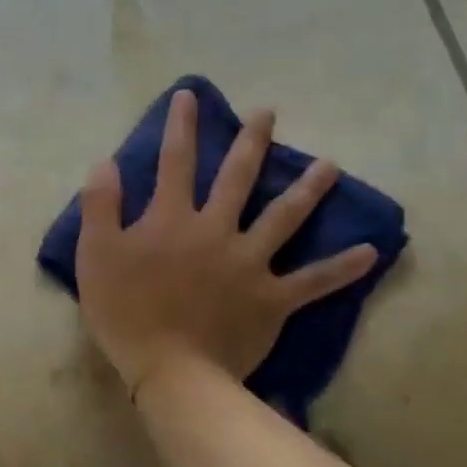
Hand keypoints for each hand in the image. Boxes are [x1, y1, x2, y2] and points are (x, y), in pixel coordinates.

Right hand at [76, 89, 376, 391]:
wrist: (170, 370)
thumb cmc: (125, 311)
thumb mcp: (95, 253)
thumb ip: (100, 205)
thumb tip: (107, 163)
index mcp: (173, 218)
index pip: (176, 161)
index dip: (181, 126)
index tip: (190, 96)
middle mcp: (216, 229)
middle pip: (238, 177)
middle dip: (252, 141)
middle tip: (269, 113)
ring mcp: (250, 263)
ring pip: (284, 218)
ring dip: (308, 189)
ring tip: (330, 165)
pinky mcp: (273, 298)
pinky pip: (314, 281)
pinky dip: (343, 268)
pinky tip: (371, 252)